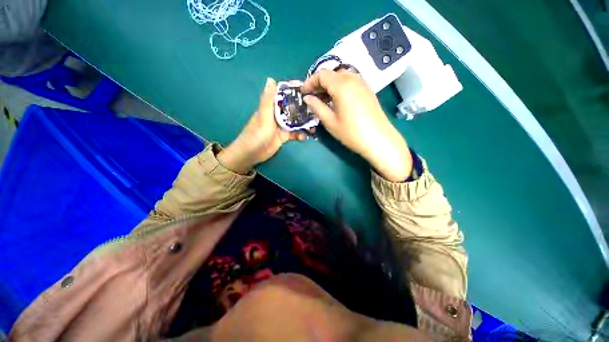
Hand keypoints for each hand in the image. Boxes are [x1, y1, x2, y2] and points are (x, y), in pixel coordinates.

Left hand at [218, 78, 306, 173]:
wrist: (252, 154)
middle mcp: (277, 115)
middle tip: (316, 110)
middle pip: (292, 109)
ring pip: (295, 122)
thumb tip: (271, 79)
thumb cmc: (256, 134)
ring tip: (314, 126)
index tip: (308, 89)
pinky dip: (300, 134)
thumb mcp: (264, 116)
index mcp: (271, 107)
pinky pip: (294, 133)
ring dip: (304, 123)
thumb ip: (268, 100)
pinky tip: (305, 137)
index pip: (284, 96)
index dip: (294, 92)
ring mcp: (281, 126)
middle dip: (303, 109)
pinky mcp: (283, 137)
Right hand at [302, 70, 412, 181]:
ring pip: (342, 77)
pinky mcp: (368, 90)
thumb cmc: (352, 133)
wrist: (378, 140)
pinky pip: (350, 82)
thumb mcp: (330, 122)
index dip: (310, 82)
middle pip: (332, 73)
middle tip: (312, 97)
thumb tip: (307, 98)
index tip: (303, 92)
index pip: (322, 75)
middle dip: (319, 83)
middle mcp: (353, 79)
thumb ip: (317, 107)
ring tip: (323, 99)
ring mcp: (362, 83)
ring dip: (330, 85)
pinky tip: (337, 100)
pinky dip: (340, 87)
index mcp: (342, 85)